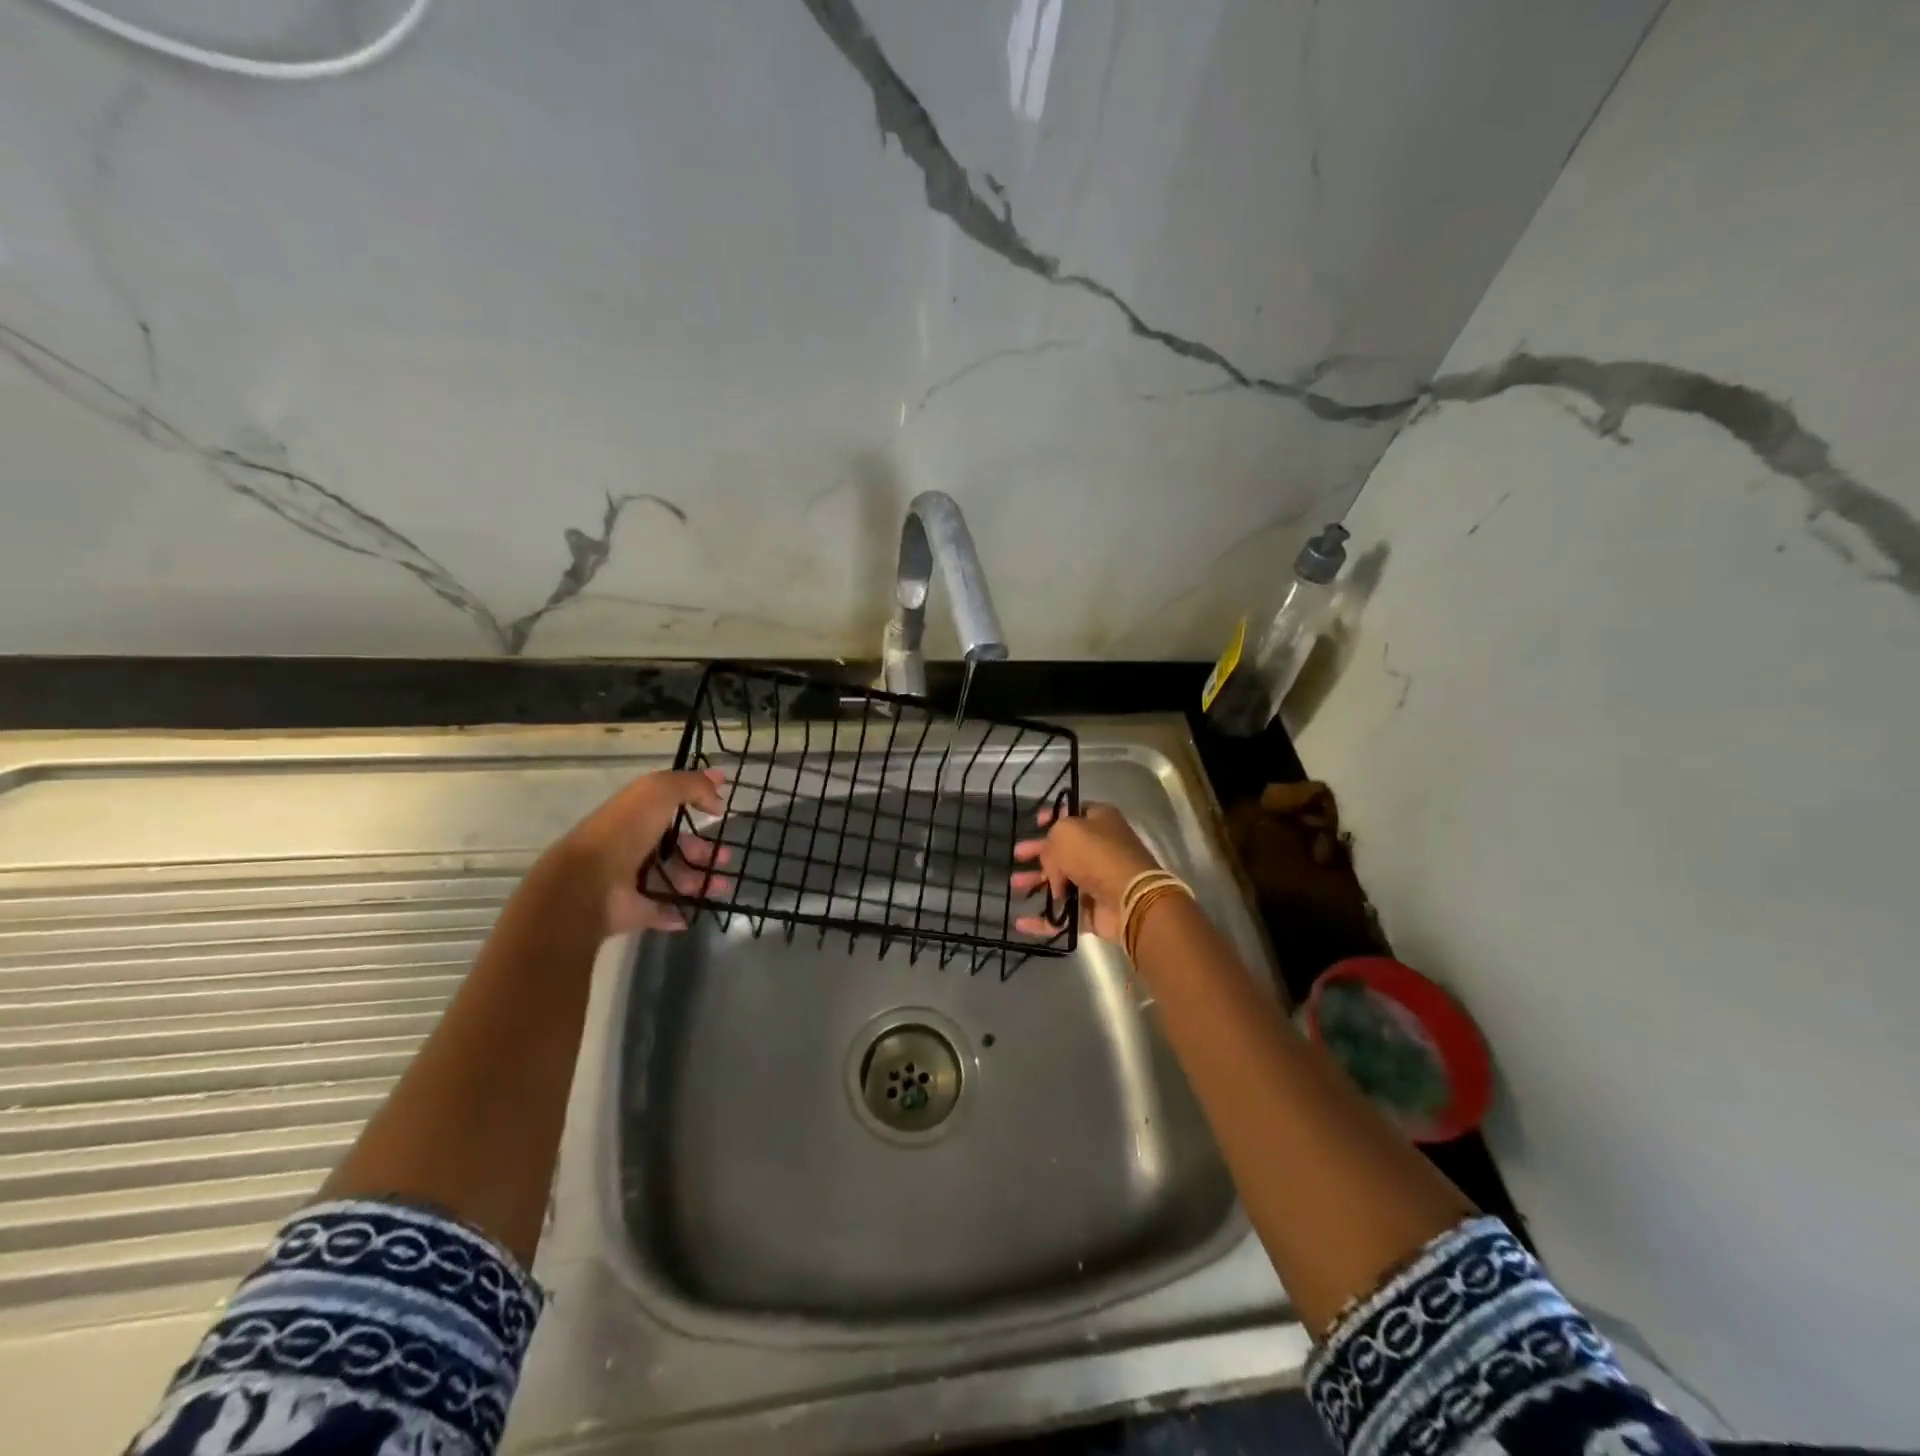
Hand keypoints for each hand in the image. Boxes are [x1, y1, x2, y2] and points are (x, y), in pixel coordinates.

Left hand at [554, 768, 731, 936]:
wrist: (589, 882)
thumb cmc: (625, 831)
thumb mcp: (658, 791)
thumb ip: (692, 785)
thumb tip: (719, 793)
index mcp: (637, 816)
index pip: (670, 808)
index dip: (697, 804)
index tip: (723, 809)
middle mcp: (634, 846)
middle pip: (677, 848)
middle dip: (704, 852)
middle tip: (725, 857)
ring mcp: (633, 881)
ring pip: (675, 879)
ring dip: (701, 882)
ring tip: (721, 886)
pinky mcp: (634, 911)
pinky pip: (662, 911)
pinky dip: (679, 913)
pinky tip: (695, 910)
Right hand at [1010, 801, 1160, 939]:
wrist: (1129, 898)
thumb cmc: (1097, 854)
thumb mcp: (1065, 833)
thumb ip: (1049, 844)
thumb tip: (1053, 870)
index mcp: (1099, 821)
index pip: (1073, 814)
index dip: (1053, 817)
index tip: (1034, 822)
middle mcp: (1099, 849)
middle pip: (1063, 849)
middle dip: (1038, 852)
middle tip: (1017, 855)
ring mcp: (1096, 881)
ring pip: (1060, 881)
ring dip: (1036, 882)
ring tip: (1015, 886)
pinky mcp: (1093, 910)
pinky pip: (1062, 914)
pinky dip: (1042, 919)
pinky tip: (1021, 922)